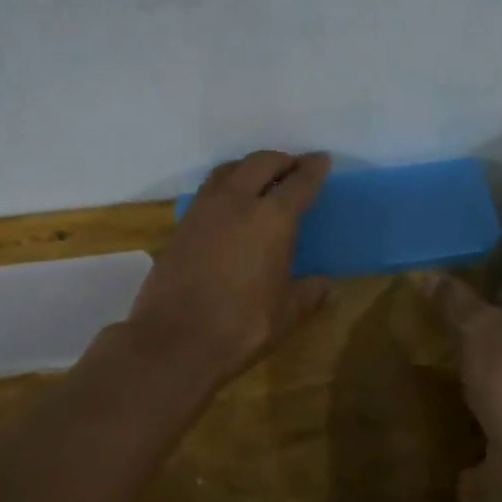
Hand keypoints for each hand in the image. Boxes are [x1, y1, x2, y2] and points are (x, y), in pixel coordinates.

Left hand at [127, 151, 334, 392]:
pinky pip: (208, 190)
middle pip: (261, 163)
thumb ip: (309, 294)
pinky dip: (226, 186)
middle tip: (293, 169)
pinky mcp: (181, 225)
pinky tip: (229, 206)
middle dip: (281, 161)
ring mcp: (204, 210)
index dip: (313, 169)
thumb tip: (327, 286)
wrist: (173, 341)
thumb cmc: (240, 326)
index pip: (299, 182)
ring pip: (229, 170)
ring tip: (260, 179)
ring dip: (249, 167)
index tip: (321, 160)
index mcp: (271, 219)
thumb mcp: (285, 314)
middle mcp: (237, 202)